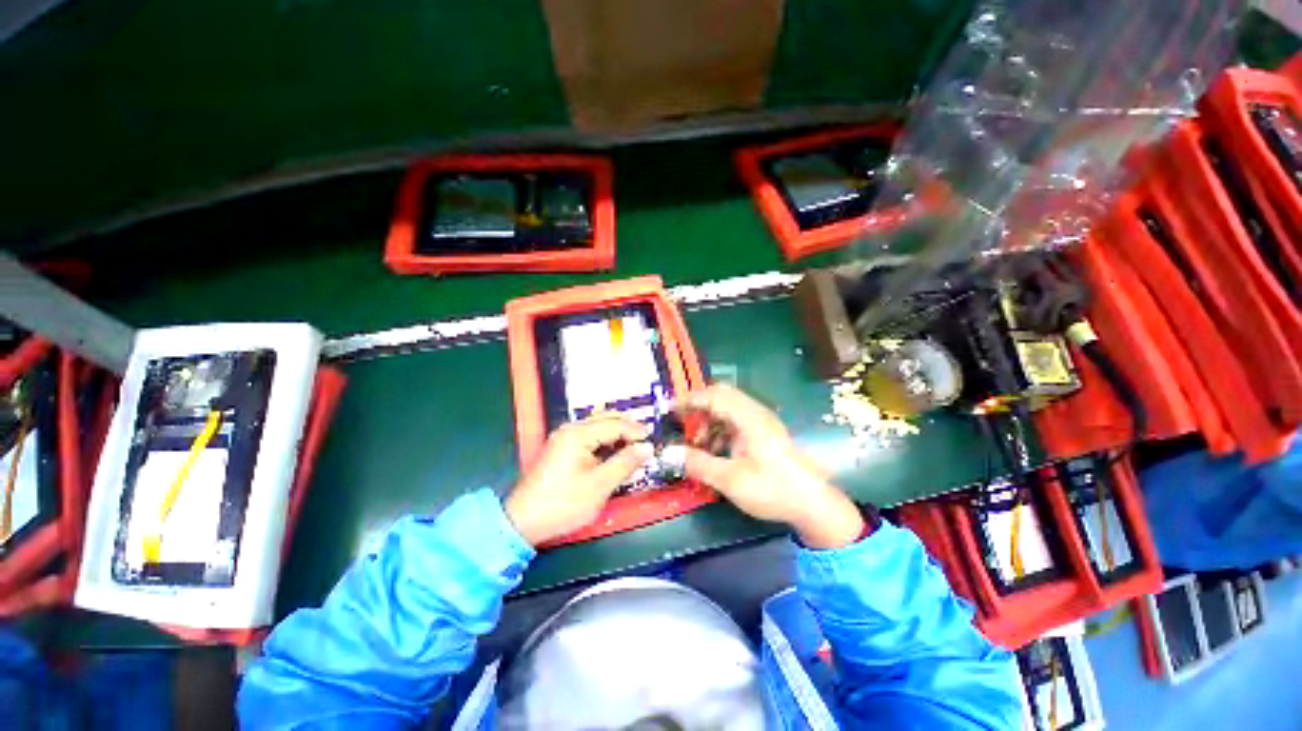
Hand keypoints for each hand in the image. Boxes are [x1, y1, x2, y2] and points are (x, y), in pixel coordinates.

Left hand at [505, 414, 653, 545]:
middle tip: (646, 439)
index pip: (615, 424)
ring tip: (633, 445)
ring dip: (616, 432)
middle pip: (605, 418)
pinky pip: (589, 436)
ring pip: (597, 426)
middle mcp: (570, 429)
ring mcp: (563, 438)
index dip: (636, 431)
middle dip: (627, 427)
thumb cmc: (563, 503)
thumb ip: (625, 463)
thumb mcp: (600, 485)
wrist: (523, 522)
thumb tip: (647, 448)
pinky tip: (613, 451)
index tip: (652, 441)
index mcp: (579, 434)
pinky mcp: (561, 448)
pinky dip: (604, 440)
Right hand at [680, 385, 864, 548]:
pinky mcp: (763, 434)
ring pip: (728, 409)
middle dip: (698, 408)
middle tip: (681, 423)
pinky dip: (719, 430)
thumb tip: (670, 453)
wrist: (813, 505)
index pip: (714, 395)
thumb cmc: (773, 489)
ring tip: (697, 444)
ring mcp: (761, 423)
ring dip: (709, 421)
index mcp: (749, 418)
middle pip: (721, 397)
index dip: (689, 399)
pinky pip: (735, 422)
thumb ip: (698, 463)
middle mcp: (755, 413)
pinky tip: (714, 451)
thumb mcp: (731, 479)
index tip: (669, 409)